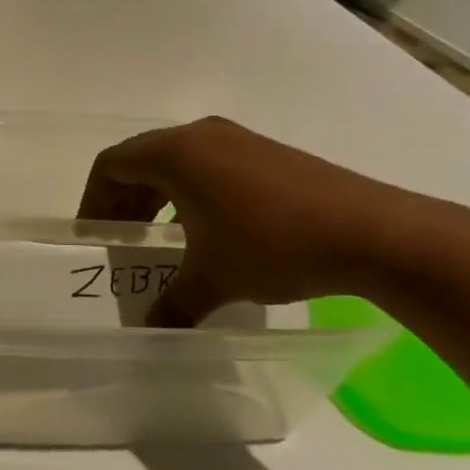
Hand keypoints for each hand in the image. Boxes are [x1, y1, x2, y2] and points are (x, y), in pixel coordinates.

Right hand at [78, 116, 430, 325]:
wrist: (376, 233)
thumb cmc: (274, 245)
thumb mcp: (213, 280)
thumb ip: (170, 305)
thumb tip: (148, 333)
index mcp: (174, 153)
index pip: (110, 165)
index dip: (93, 201)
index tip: (94, 237)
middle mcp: (201, 136)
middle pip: (140, 160)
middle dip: (123, 201)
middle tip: (121, 241)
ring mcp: (238, 140)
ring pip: (176, 162)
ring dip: (157, 197)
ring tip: (159, 239)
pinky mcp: (268, 153)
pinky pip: (208, 165)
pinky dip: (191, 193)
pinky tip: (207, 231)